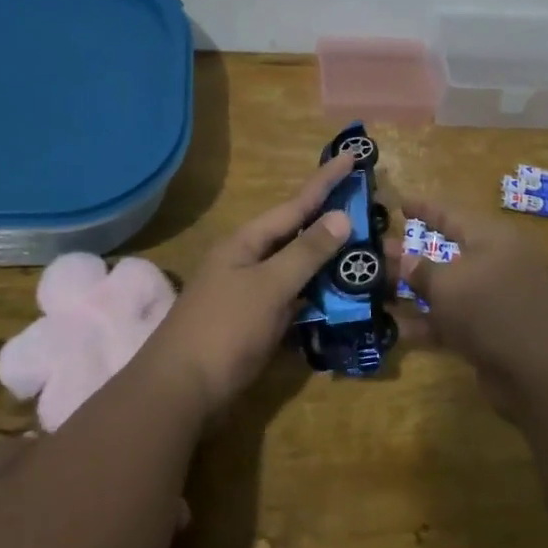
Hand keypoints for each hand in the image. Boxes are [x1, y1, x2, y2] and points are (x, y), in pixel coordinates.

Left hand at [141, 154, 356, 420]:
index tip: (352, 156)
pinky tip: (340, 296)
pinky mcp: (254, 323)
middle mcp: (247, 260)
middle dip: (330, 221)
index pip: (295, 204)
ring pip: (297, 268)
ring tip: (364, 250)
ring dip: (327, 261)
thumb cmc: (225, 330)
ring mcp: (249, 293)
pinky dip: (316, 295)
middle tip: (368, 208)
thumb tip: (340, 216)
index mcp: (246, 242)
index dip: (325, 181)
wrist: (180, 392)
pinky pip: (293, 298)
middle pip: (296, 234)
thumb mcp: (269, 287)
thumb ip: (306, 252)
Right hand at [390, 194, 547, 415]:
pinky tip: (393, 328)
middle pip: (445, 253)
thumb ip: (422, 270)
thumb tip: (405, 259)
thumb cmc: (492, 310)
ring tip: (374, 290)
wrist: (542, 373)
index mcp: (491, 239)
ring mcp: (493, 301)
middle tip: (374, 253)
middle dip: (409, 255)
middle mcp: (494, 264)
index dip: (424, 209)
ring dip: (412, 291)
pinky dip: (426, 323)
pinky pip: (451, 320)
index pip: (451, 215)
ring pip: (445, 289)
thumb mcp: (449, 285)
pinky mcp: (489, 333)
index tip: (398, 203)